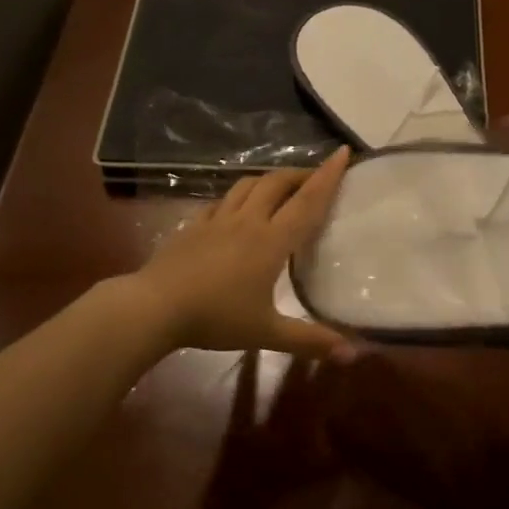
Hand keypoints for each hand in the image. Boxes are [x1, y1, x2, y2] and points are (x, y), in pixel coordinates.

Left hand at [130, 148, 352, 359]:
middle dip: (299, 173)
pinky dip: (238, 196)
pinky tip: (236, 207)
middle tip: (315, 176)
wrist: (154, 307)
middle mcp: (248, 221)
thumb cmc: (215, 317)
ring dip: (269, 179)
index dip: (328, 176)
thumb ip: (310, 341)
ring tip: (280, 186)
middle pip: (277, 183)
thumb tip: (354, 355)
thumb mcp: (267, 333)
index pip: (307, 201)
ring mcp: (217, 220)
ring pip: (247, 185)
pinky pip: (221, 201)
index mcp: (271, 240)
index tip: (343, 152)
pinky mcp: (194, 225)